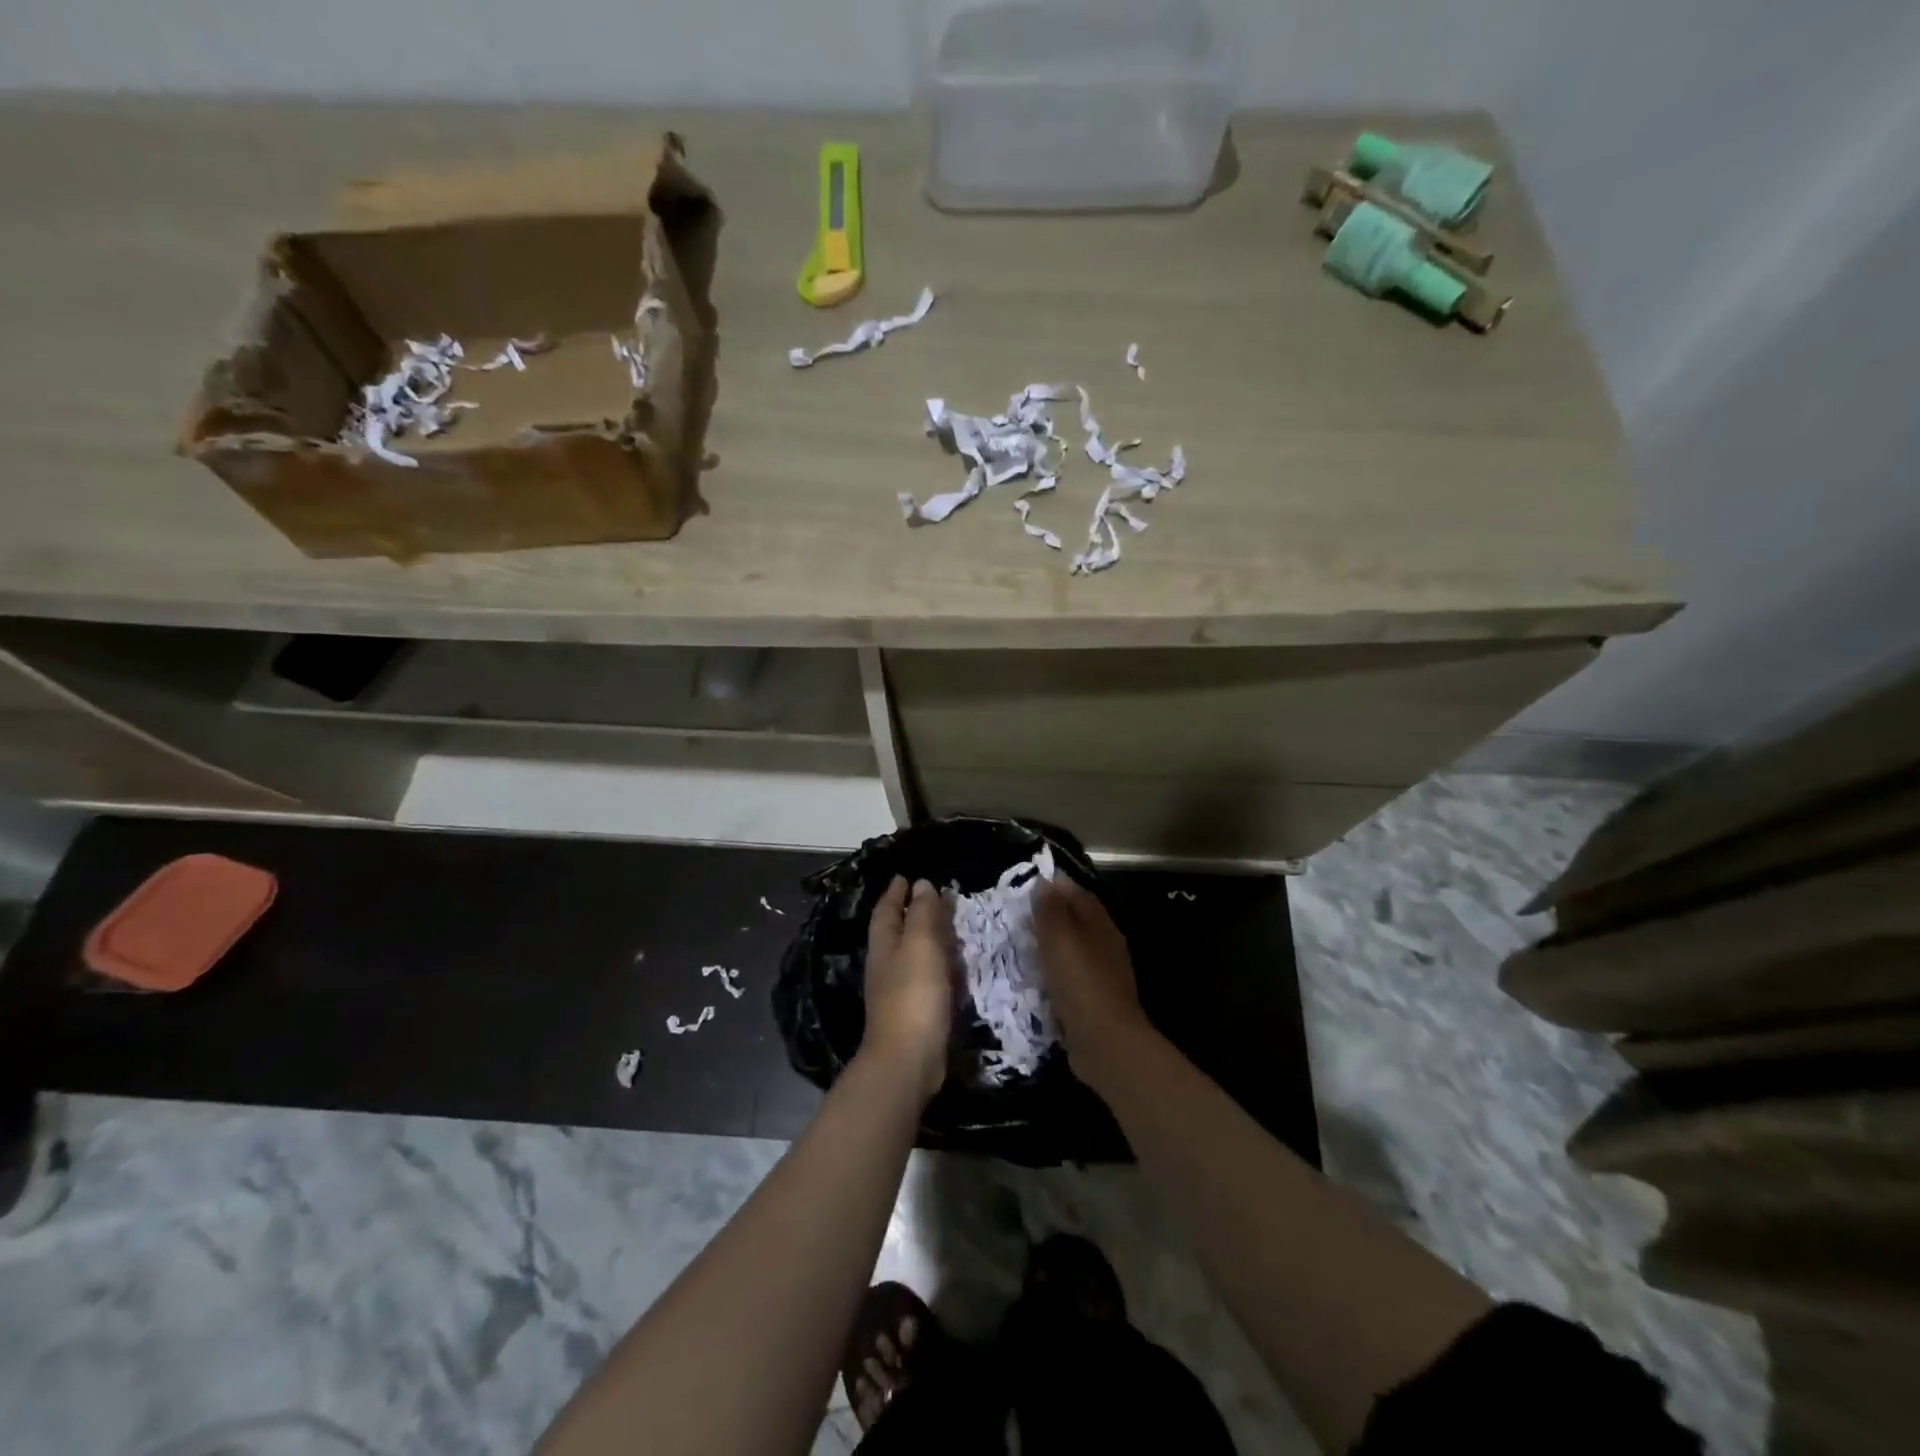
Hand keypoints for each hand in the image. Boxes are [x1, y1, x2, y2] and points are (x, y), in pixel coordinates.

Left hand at [861, 876, 956, 1100]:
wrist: (909, 1059)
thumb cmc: (913, 994)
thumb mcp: (921, 944)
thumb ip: (923, 913)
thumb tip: (920, 884)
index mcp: (884, 944)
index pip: (887, 910)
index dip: (896, 892)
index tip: (906, 876)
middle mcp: (887, 964)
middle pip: (897, 930)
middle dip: (911, 912)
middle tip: (932, 895)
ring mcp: (898, 990)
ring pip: (911, 953)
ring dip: (925, 937)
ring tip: (946, 925)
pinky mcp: (915, 1011)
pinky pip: (926, 976)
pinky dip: (937, 964)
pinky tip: (951, 966)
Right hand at [1033, 878, 1149, 1088]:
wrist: (1105, 1043)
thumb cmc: (1080, 982)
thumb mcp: (1059, 938)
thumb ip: (1051, 909)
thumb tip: (1046, 882)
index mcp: (1100, 923)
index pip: (1077, 892)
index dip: (1053, 887)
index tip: (1024, 888)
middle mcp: (1105, 944)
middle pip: (1075, 921)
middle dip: (1048, 917)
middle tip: (1016, 919)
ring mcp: (1102, 974)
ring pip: (1072, 950)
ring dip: (1049, 947)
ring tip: (1020, 947)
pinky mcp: (1094, 1000)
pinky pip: (1069, 977)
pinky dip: (1053, 974)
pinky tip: (1035, 980)